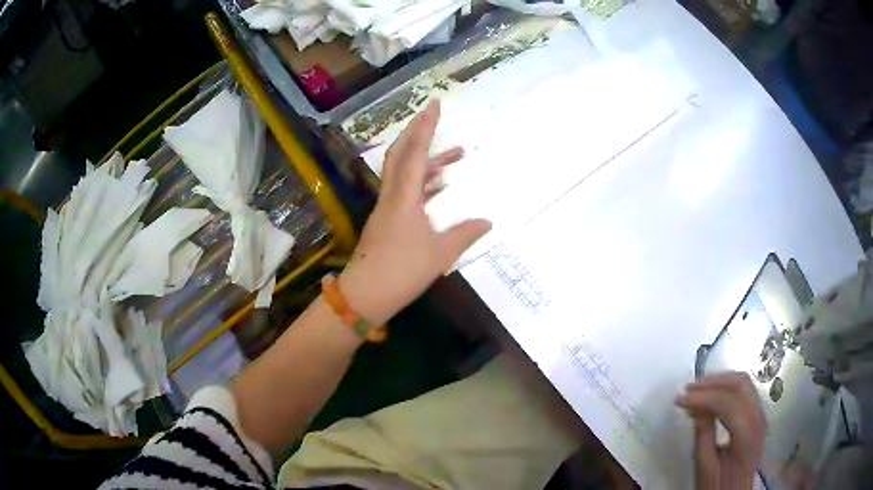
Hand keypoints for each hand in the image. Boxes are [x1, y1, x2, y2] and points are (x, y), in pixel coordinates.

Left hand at [339, 100, 490, 325]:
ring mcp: (386, 208)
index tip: (433, 104)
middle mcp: (391, 196)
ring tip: (455, 156)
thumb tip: (487, 221)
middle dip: (418, 131)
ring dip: (427, 160)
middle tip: (435, 116)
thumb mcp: (440, 254)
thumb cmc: (402, 272)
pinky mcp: (386, 221)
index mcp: (404, 197)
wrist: (365, 295)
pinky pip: (404, 191)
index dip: (425, 126)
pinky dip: (422, 183)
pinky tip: (438, 187)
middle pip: (401, 154)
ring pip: (404, 173)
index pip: (414, 152)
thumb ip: (465, 234)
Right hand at [676, 373, 765, 489]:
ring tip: (697, 389)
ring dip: (720, 381)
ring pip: (745, 383)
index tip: (679, 398)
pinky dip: (727, 387)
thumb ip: (703, 435)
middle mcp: (759, 419)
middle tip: (688, 388)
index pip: (728, 404)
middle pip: (741, 385)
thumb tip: (695, 405)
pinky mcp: (758, 414)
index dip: (703, 396)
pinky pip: (745, 391)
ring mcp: (761, 414)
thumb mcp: (705, 467)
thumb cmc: (718, 484)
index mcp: (747, 436)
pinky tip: (712, 394)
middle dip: (712, 382)